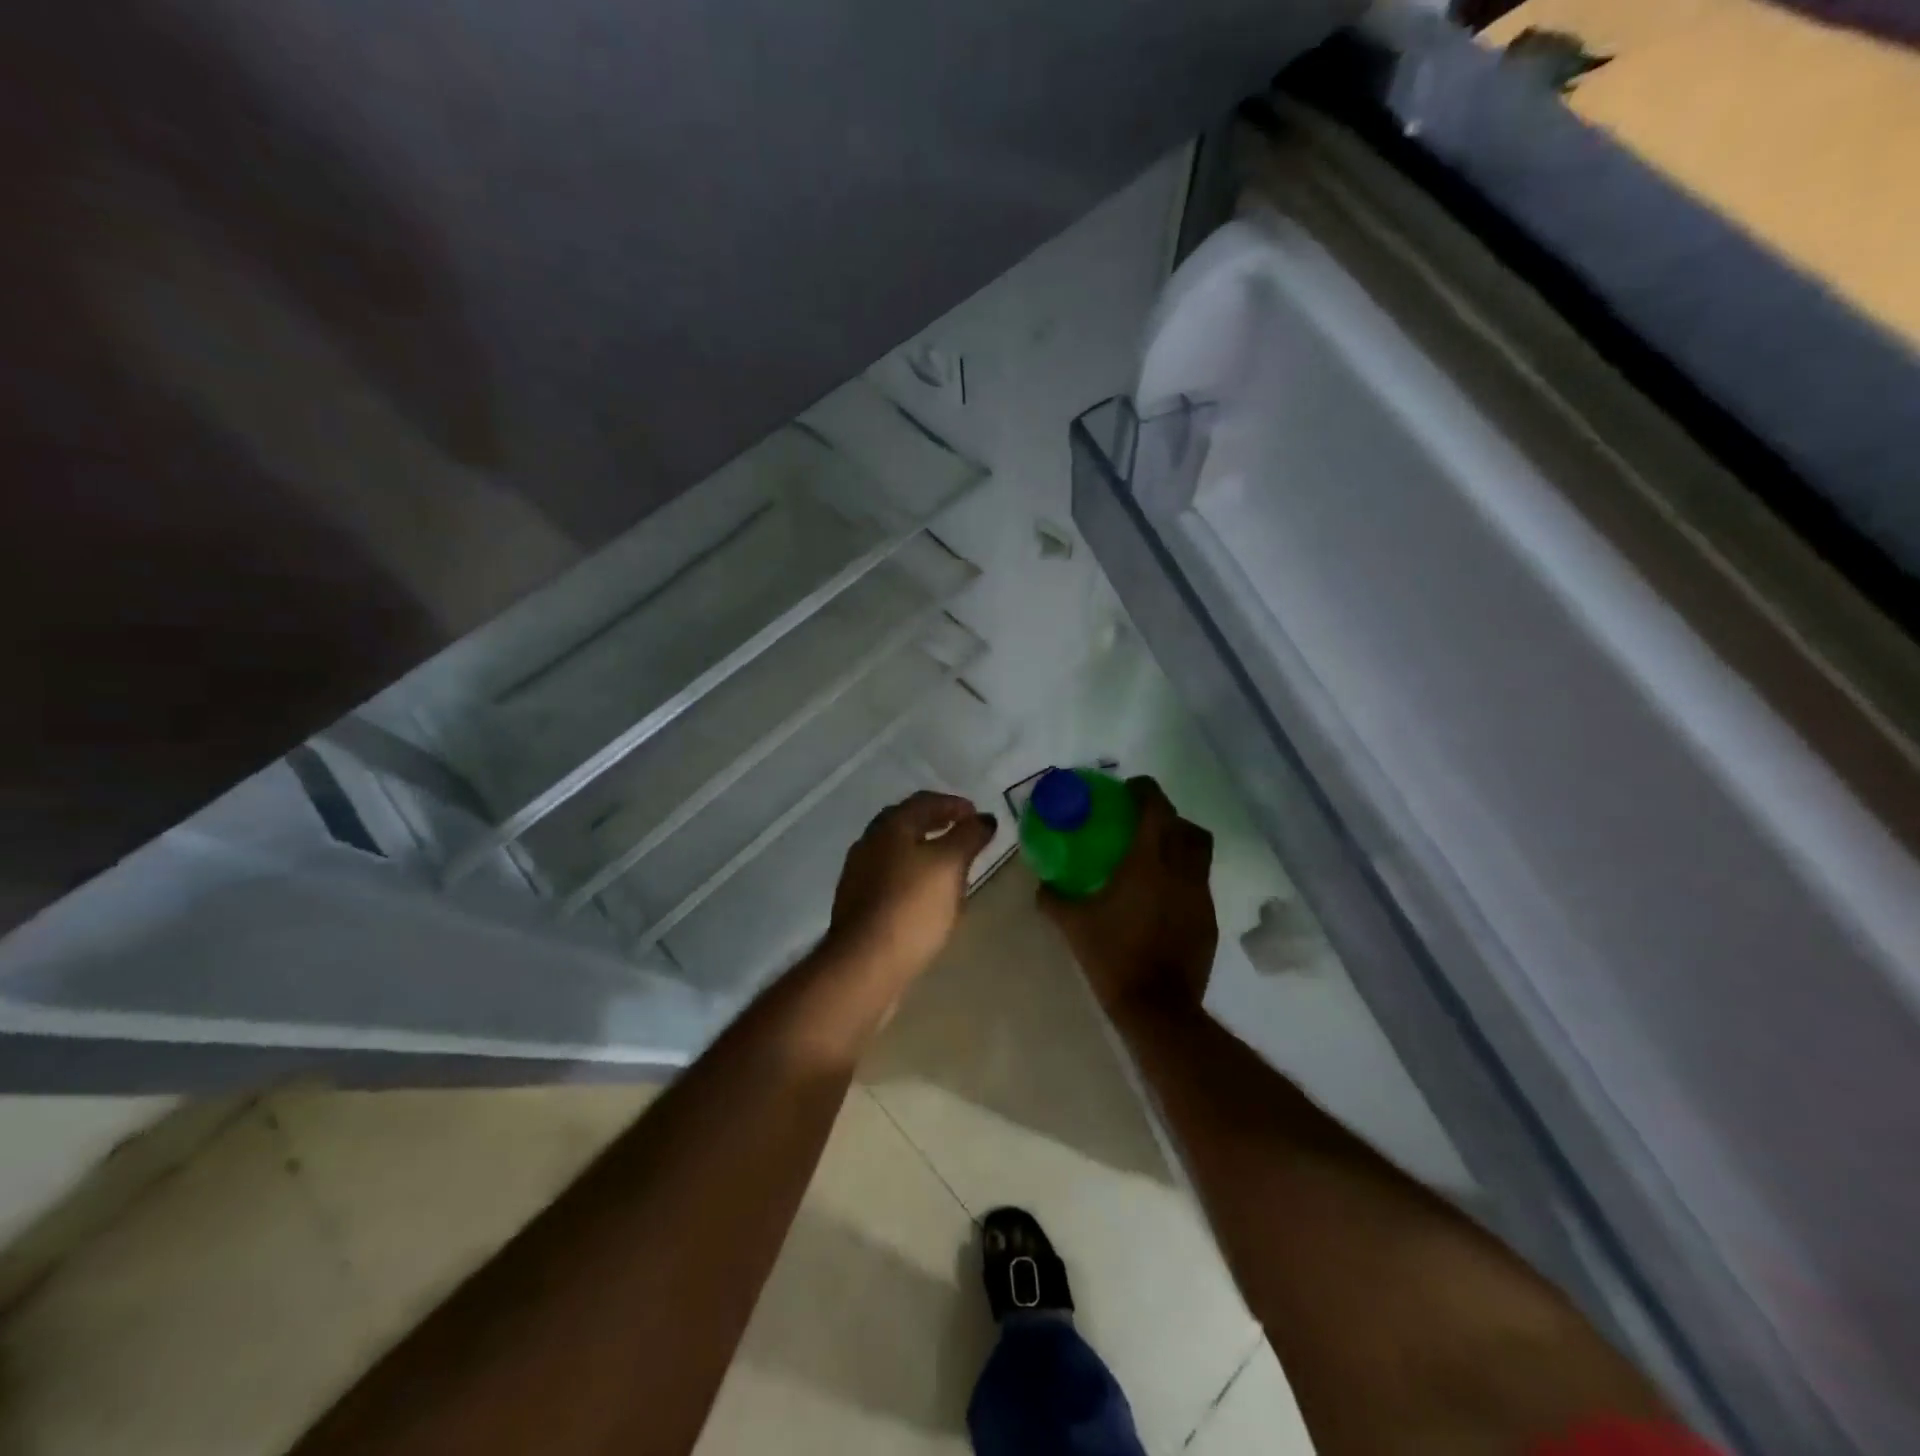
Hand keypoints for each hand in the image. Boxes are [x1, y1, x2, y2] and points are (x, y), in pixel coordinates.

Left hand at [825, 790, 997, 987]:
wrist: (865, 964)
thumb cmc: (912, 906)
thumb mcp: (950, 865)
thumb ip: (969, 836)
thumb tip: (984, 818)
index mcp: (890, 826)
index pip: (924, 801)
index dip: (954, 804)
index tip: (977, 815)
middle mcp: (869, 842)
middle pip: (906, 823)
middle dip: (936, 823)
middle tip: (963, 833)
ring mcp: (858, 874)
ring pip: (896, 851)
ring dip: (923, 850)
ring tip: (950, 864)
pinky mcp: (858, 904)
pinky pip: (890, 878)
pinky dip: (912, 875)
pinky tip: (927, 894)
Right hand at [1038, 776, 1216, 1022]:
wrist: (1158, 1007)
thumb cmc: (1113, 956)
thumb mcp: (1073, 925)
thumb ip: (1054, 899)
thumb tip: (1042, 886)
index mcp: (1148, 863)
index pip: (1156, 809)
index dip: (1145, 791)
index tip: (1129, 789)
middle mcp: (1181, 871)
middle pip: (1185, 826)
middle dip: (1166, 816)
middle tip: (1142, 822)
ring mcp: (1200, 896)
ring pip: (1199, 853)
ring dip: (1180, 845)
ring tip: (1155, 857)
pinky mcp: (1209, 920)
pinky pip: (1199, 884)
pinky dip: (1184, 877)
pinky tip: (1162, 897)